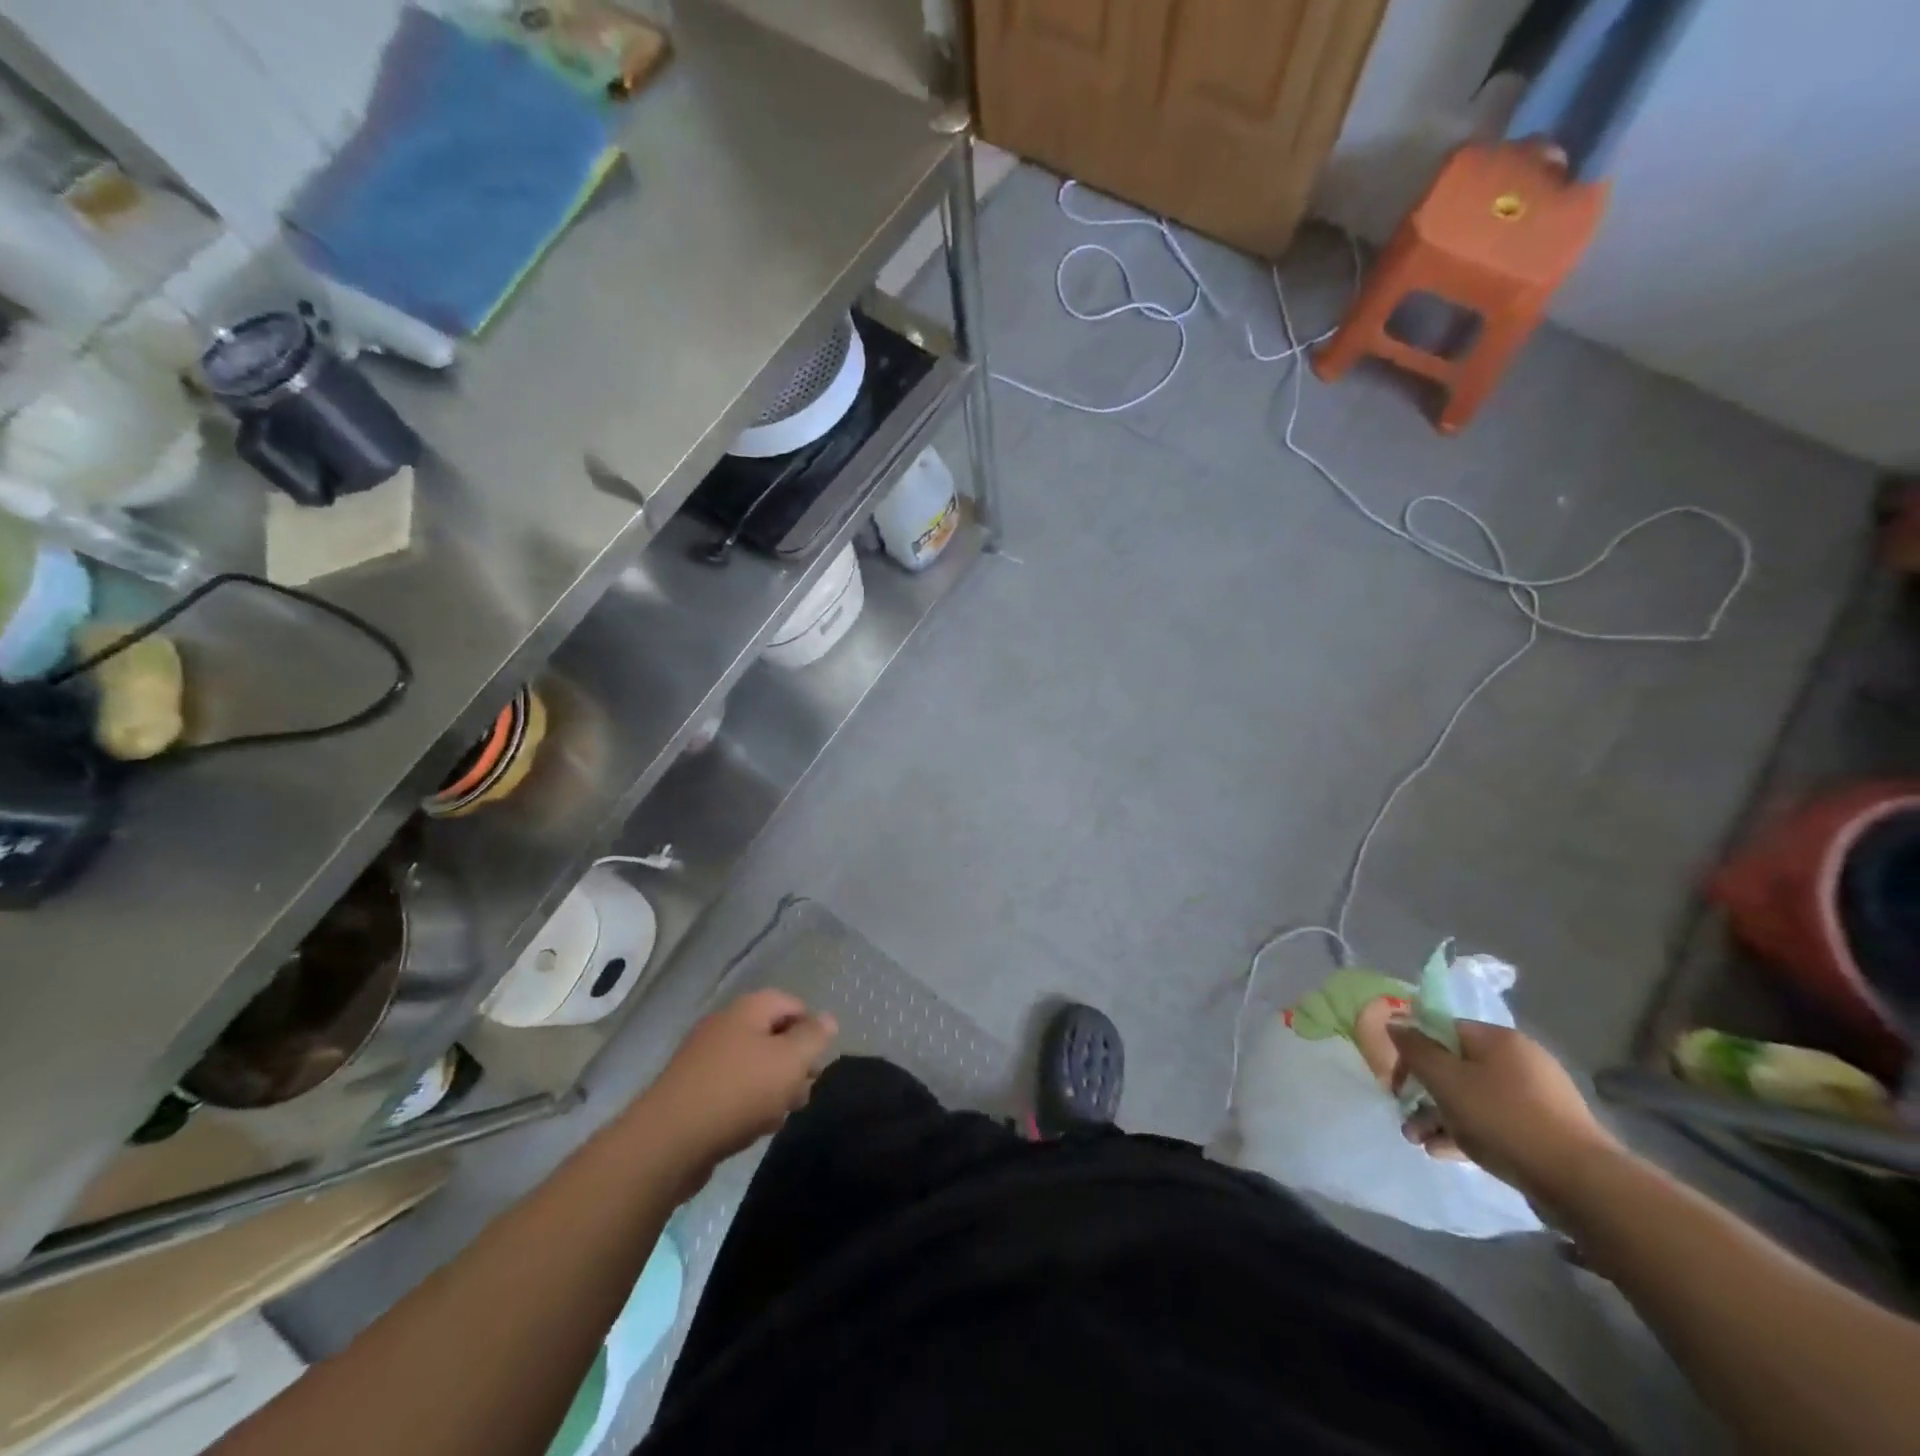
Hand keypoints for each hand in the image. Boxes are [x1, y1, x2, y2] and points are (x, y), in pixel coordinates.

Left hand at [640, 990, 837, 1186]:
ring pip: (754, 1065)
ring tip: (780, 1115)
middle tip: (803, 1092)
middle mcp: (725, 1025)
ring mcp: (705, 1058)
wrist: (667, 1141)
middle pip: (772, 1035)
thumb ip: (813, 1038)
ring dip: (773, 1087)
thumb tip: (828, 1018)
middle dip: (793, 1063)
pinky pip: (732, 1088)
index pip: (791, 1003)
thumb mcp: (789, 1062)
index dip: (811, 1029)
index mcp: (748, 1009)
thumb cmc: (738, 1092)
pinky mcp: (692, 1090)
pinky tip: (754, 1128)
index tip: (818, 1062)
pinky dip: (748, 1103)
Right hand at [1388, 1018, 1623, 1210]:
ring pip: (1472, 1099)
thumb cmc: (1504, 1118)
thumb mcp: (1446, 1080)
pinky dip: (1466, 1133)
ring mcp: (1535, 1099)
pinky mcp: (1544, 1132)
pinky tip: (1442, 1152)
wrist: (1581, 1183)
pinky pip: (1493, 1123)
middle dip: (1424, 1092)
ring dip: (1439, 1116)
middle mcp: (1519, 1061)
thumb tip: (1394, 1022)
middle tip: (1404, 1113)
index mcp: (1498, 1039)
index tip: (1397, 1078)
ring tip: (1416, 1140)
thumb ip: (1415, 1049)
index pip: (1443, 1030)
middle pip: (1456, 1067)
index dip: (1414, 1050)